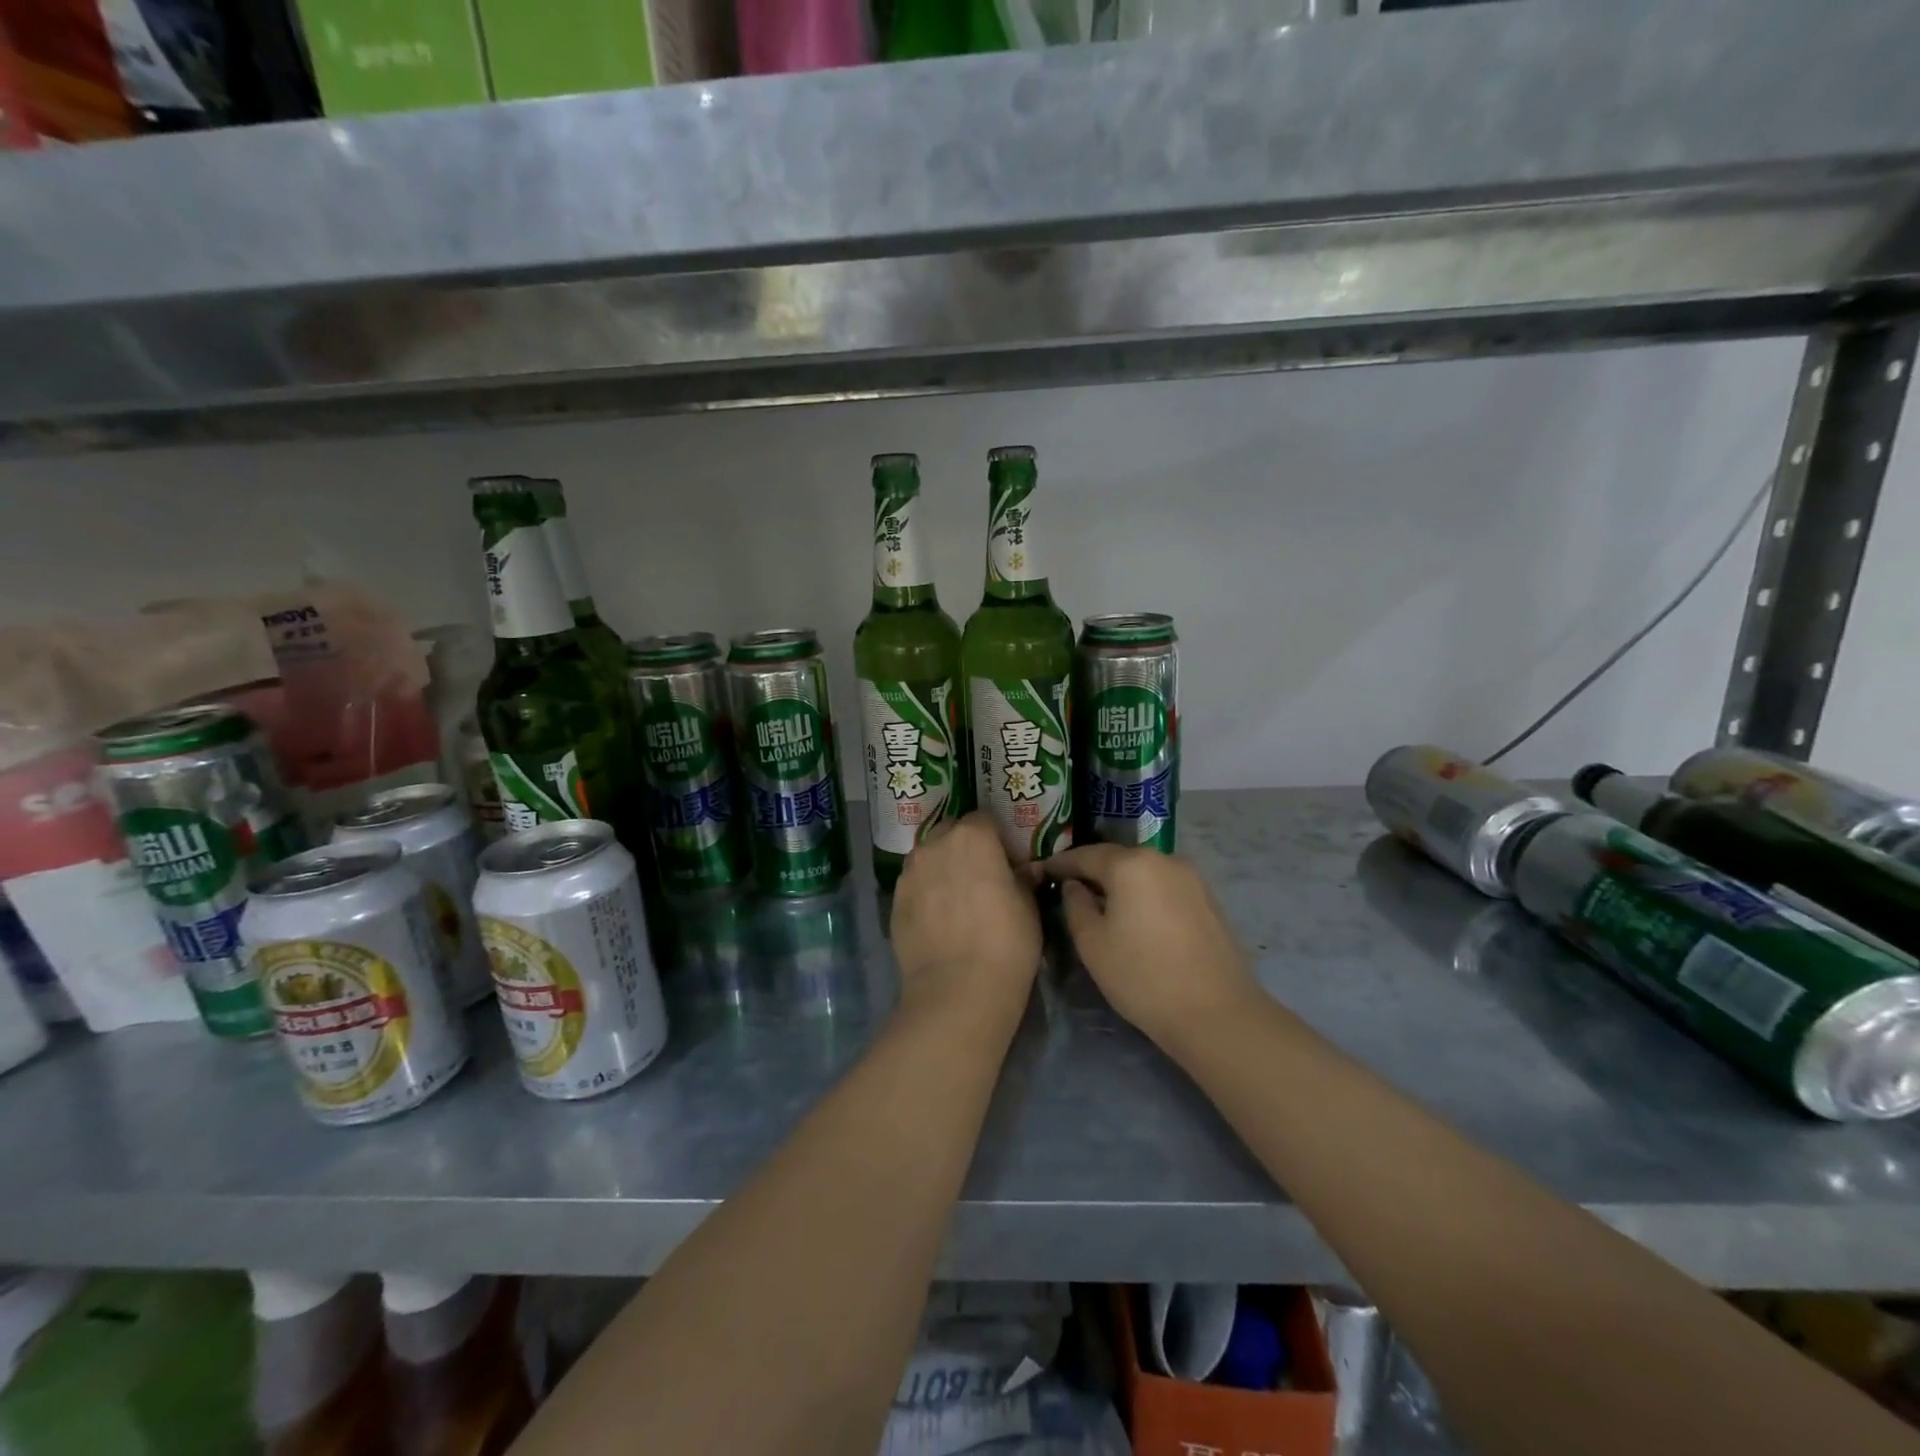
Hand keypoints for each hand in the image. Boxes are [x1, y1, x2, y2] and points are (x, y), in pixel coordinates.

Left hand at [891, 813, 1042, 1023]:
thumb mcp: (1029, 908)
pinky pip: (914, 884)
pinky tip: (938, 918)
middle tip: (981, 876)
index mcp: (973, 837)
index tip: (1007, 861)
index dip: (997, 837)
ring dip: (942, 867)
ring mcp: (910, 872)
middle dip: (965, 846)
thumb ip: (1023, 880)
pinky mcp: (894, 900)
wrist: (956, 990)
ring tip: (956, 898)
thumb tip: (1025, 871)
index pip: (984, 819)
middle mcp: (935, 845)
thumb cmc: (1006, 943)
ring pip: (928, 857)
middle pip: (951, 832)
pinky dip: (926, 892)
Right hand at [1039, 845, 1258, 1042]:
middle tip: (1069, 889)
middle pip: (1117, 859)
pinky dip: (1145, 895)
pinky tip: (1137, 918)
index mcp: (1130, 864)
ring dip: (1120, 884)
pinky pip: (1164, 886)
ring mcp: (1191, 877)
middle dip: (1091, 871)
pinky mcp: (1208, 899)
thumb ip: (1075, 904)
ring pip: (1143, 872)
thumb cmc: (1142, 976)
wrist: (1216, 1013)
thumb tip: (1075, 885)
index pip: (1084, 855)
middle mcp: (1163, 858)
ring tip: (1102, 905)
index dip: (1059, 864)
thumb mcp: (1092, 943)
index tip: (1041, 873)